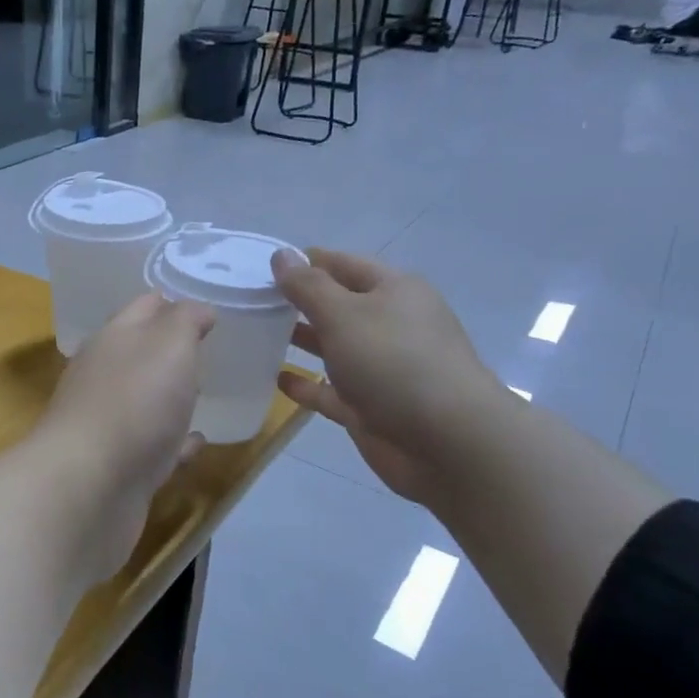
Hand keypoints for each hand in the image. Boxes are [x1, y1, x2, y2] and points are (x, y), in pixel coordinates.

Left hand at [29, 292, 215, 579]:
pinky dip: (174, 443)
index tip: (207, 305)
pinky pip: (154, 447)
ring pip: (145, 401)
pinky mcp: (119, 468)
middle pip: (140, 354)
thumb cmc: (133, 403)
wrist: (89, 488)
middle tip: (209, 347)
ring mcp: (109, 424)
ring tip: (206, 392)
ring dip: (171, 397)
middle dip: (170, 349)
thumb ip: (185, 321)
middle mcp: (104, 377)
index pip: (144, 307)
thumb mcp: (169, 345)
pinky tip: (196, 444)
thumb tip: (197, 308)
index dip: (173, 301)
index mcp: (112, 340)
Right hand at [271, 248, 504, 500]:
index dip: (306, 261)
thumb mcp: (344, 314)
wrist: (446, 442)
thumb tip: (282, 255)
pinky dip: (306, 384)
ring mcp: (381, 368)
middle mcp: (390, 325)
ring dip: (301, 340)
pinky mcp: (370, 407)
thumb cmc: (394, 362)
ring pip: (334, 347)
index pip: (343, 264)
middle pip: (339, 305)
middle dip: (300, 301)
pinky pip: (330, 390)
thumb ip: (308, 286)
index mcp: (394, 291)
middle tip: (251, 299)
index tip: (263, 264)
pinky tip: (277, 379)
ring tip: (257, 334)